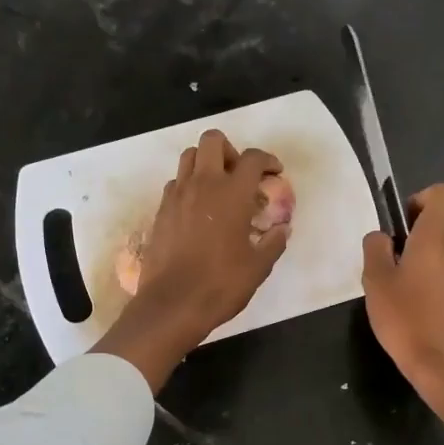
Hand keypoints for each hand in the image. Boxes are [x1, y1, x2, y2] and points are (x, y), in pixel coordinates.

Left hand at [93, 132, 289, 390]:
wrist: (172, 304)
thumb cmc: (221, 284)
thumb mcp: (258, 267)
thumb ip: (274, 242)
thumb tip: (282, 229)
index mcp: (233, 194)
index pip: (253, 158)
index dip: (268, 160)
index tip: (275, 173)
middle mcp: (203, 184)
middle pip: (212, 141)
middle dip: (231, 150)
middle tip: (240, 176)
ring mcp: (177, 196)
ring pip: (189, 157)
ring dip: (206, 164)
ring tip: (218, 190)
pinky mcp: (160, 211)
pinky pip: (175, 183)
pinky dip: (189, 186)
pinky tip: (198, 211)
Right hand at [361, 184, 443, 387]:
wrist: (442, 363)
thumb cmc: (405, 317)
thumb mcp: (375, 279)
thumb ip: (375, 247)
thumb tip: (382, 237)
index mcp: (437, 234)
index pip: (441, 192)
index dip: (419, 200)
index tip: (400, 224)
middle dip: (424, 222)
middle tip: (398, 249)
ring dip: (434, 247)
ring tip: (408, 276)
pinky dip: (443, 270)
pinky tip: (424, 298)